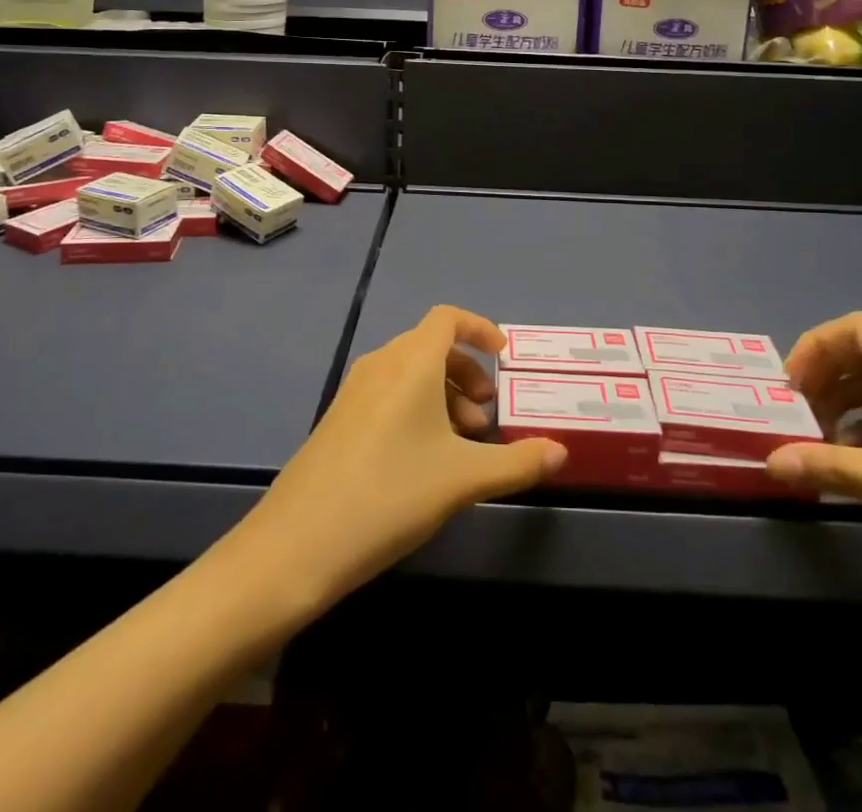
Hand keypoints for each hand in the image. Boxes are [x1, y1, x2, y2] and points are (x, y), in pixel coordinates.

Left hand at [243, 306, 565, 606]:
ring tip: (462, 445)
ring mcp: (354, 391)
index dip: (480, 328)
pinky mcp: (339, 419)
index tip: (504, 357)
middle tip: (487, 417)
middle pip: (432, 346)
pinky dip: (417, 409)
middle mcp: (381, 364)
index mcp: (411, 362)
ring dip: (444, 396)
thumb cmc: (391, 493)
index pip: (448, 318)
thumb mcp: (464, 479)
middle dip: (467, 373)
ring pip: (410, 373)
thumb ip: (517, 463)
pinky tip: (425, 461)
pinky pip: (388, 395)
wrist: (300, 542)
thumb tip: (562, 452)